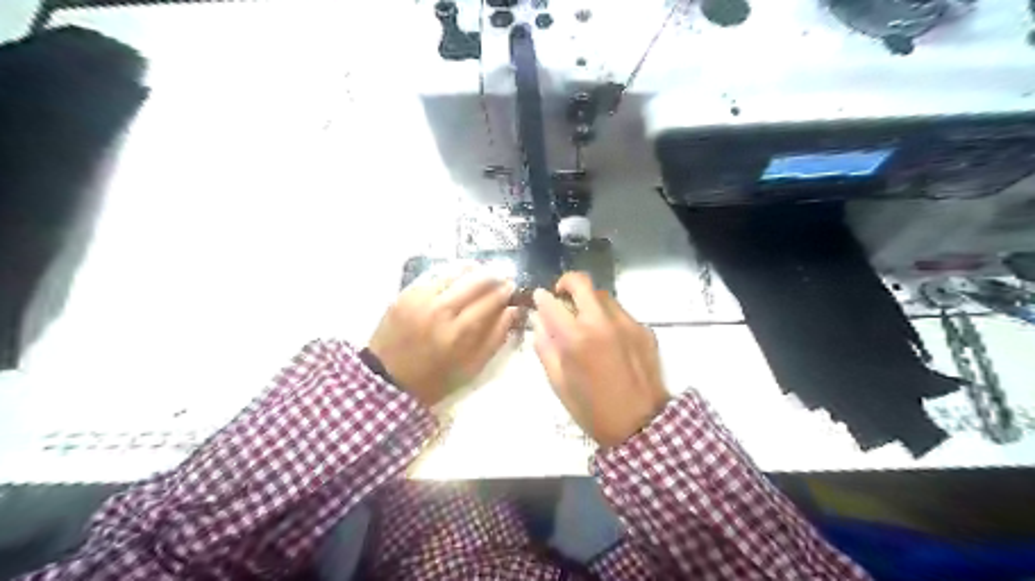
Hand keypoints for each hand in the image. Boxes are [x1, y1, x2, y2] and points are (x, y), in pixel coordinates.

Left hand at [369, 262, 518, 406]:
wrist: (387, 379)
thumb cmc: (435, 379)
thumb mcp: (471, 368)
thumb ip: (495, 338)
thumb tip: (512, 310)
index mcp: (457, 334)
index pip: (489, 301)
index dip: (504, 291)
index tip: (512, 287)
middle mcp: (439, 311)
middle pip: (473, 281)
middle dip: (492, 276)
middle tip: (500, 276)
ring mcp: (419, 299)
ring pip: (453, 273)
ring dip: (472, 270)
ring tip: (481, 272)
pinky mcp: (405, 294)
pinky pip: (434, 275)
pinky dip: (450, 274)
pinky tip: (457, 277)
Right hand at [534, 271, 672, 448]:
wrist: (642, 425)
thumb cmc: (593, 410)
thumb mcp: (558, 383)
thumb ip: (545, 348)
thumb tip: (539, 322)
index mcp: (576, 338)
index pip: (551, 303)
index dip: (541, 298)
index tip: (539, 299)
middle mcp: (602, 322)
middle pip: (581, 283)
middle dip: (566, 283)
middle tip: (561, 296)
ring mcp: (627, 323)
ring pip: (603, 295)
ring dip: (589, 301)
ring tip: (585, 322)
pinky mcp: (644, 329)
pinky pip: (620, 312)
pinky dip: (608, 318)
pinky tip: (608, 339)